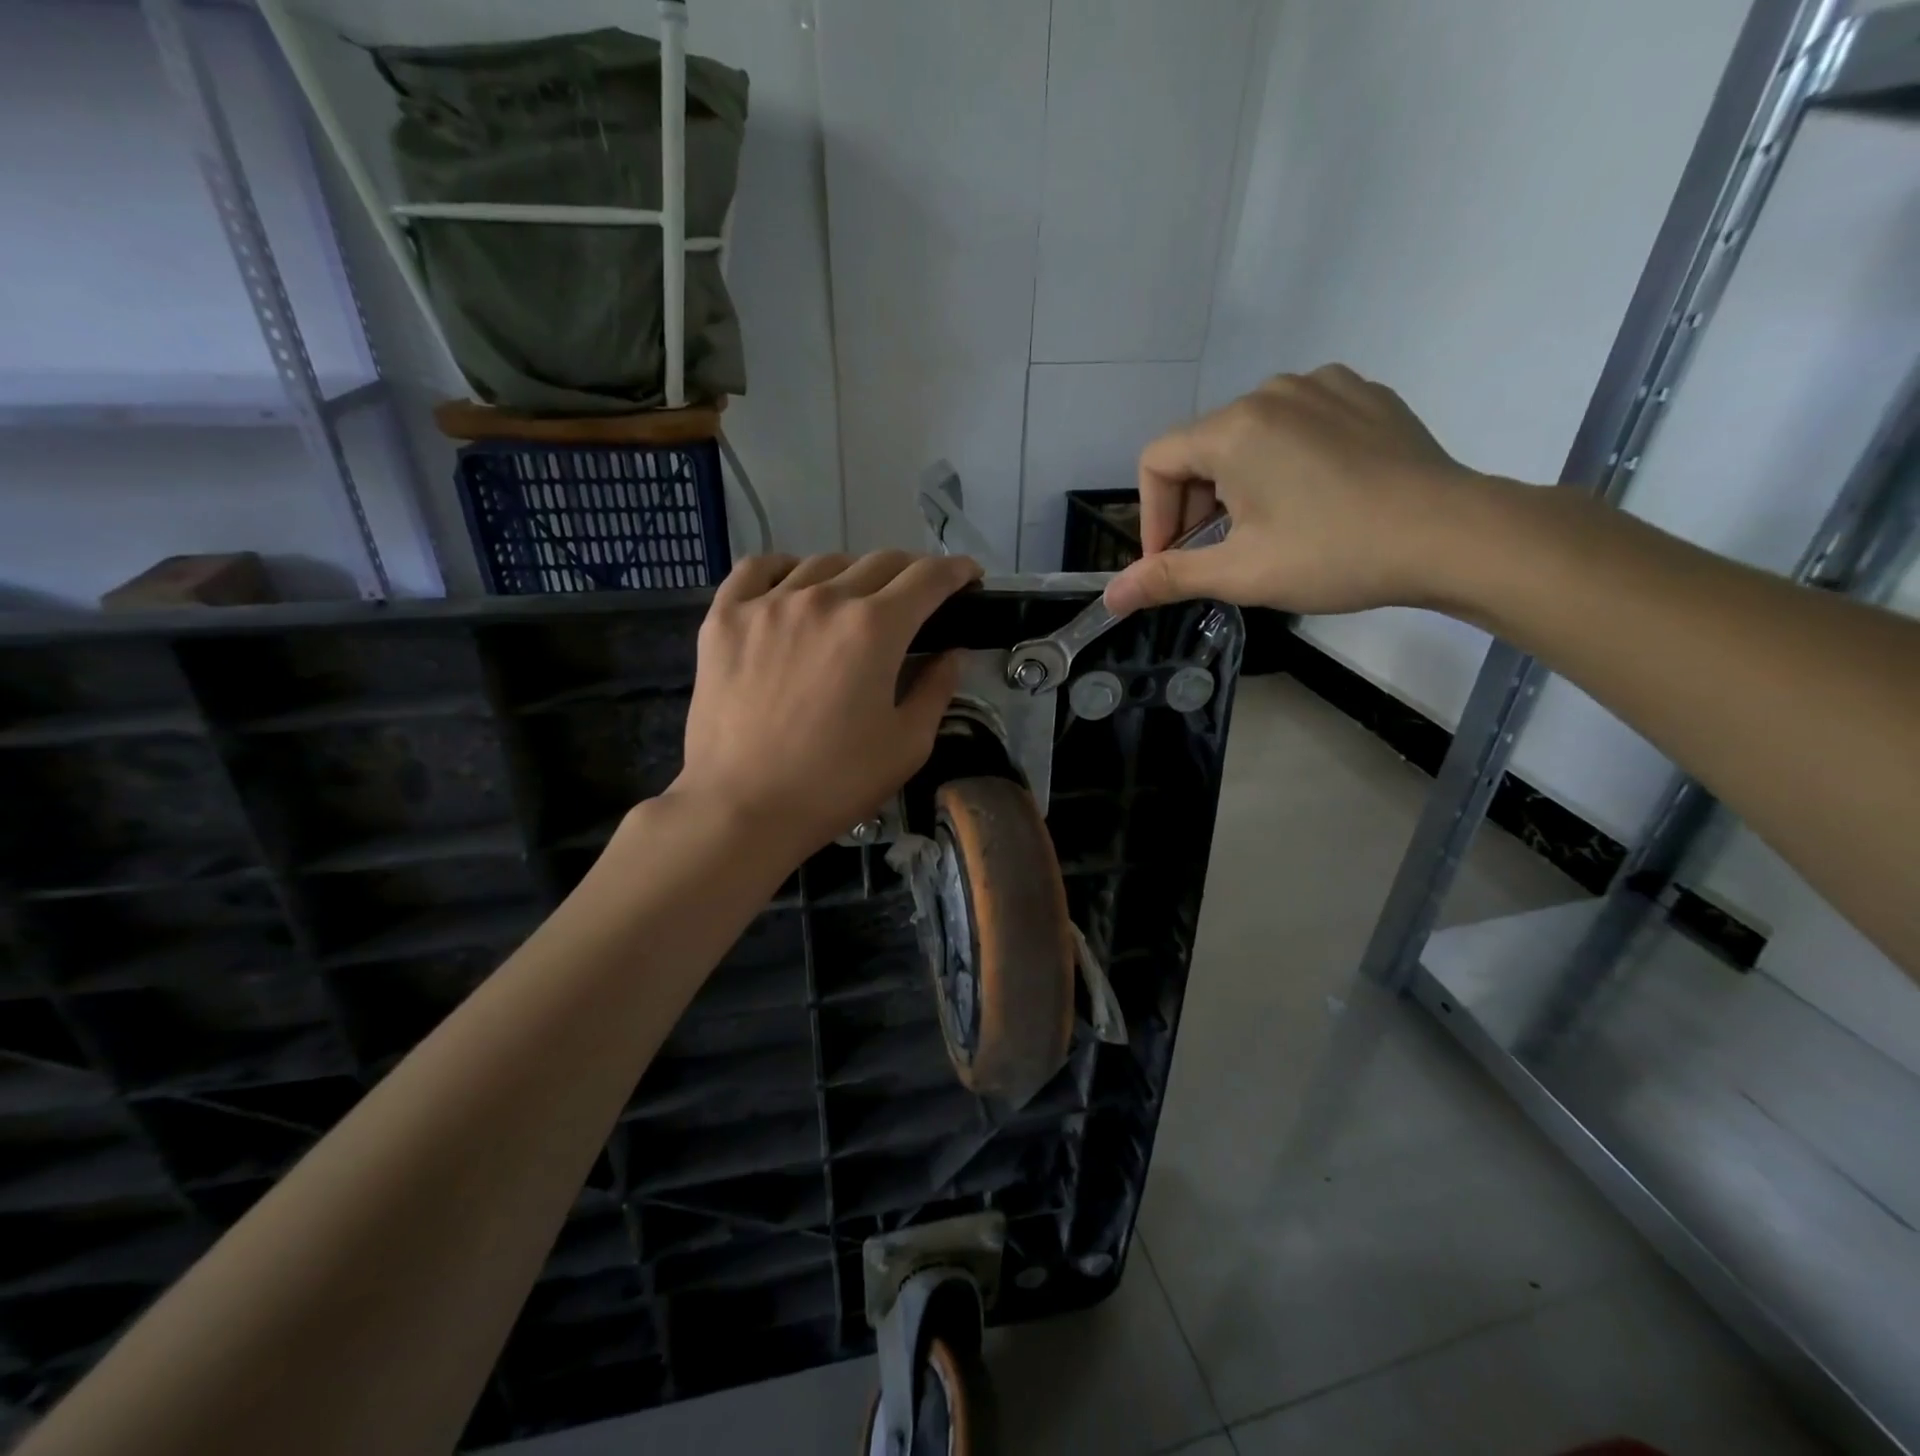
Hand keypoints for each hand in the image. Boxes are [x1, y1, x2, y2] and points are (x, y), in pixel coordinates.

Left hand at [672, 551, 981, 858]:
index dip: (957, 571)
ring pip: (823, 563)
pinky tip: (792, 587)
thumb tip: (951, 655)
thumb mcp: (907, 745)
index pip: (928, 578)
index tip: (968, 576)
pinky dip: (784, 569)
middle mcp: (824, 599)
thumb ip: (936, 690)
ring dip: (853, 575)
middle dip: (911, 572)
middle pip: (880, 562)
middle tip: (918, 597)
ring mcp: (768, 603)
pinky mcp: (725, 618)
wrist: (741, 808)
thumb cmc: (834, 783)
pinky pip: (758, 569)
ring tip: (856, 600)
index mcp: (875, 628)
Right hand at [1104, 365, 1494, 616]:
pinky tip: (1313, 496)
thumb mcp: (1241, 573)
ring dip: (1238, 483)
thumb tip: (1112, 597)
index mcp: (1233, 428)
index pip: (1156, 462)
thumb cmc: (1333, 554)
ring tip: (1268, 528)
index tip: (1172, 561)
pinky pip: (1299, 422)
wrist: (1453, 535)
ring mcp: (1324, 385)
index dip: (1152, 517)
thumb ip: (1168, 577)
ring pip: (1250, 435)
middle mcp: (1272, 391)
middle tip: (1219, 553)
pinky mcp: (1364, 394)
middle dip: (1195, 504)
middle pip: (1201, 448)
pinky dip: (1286, 459)